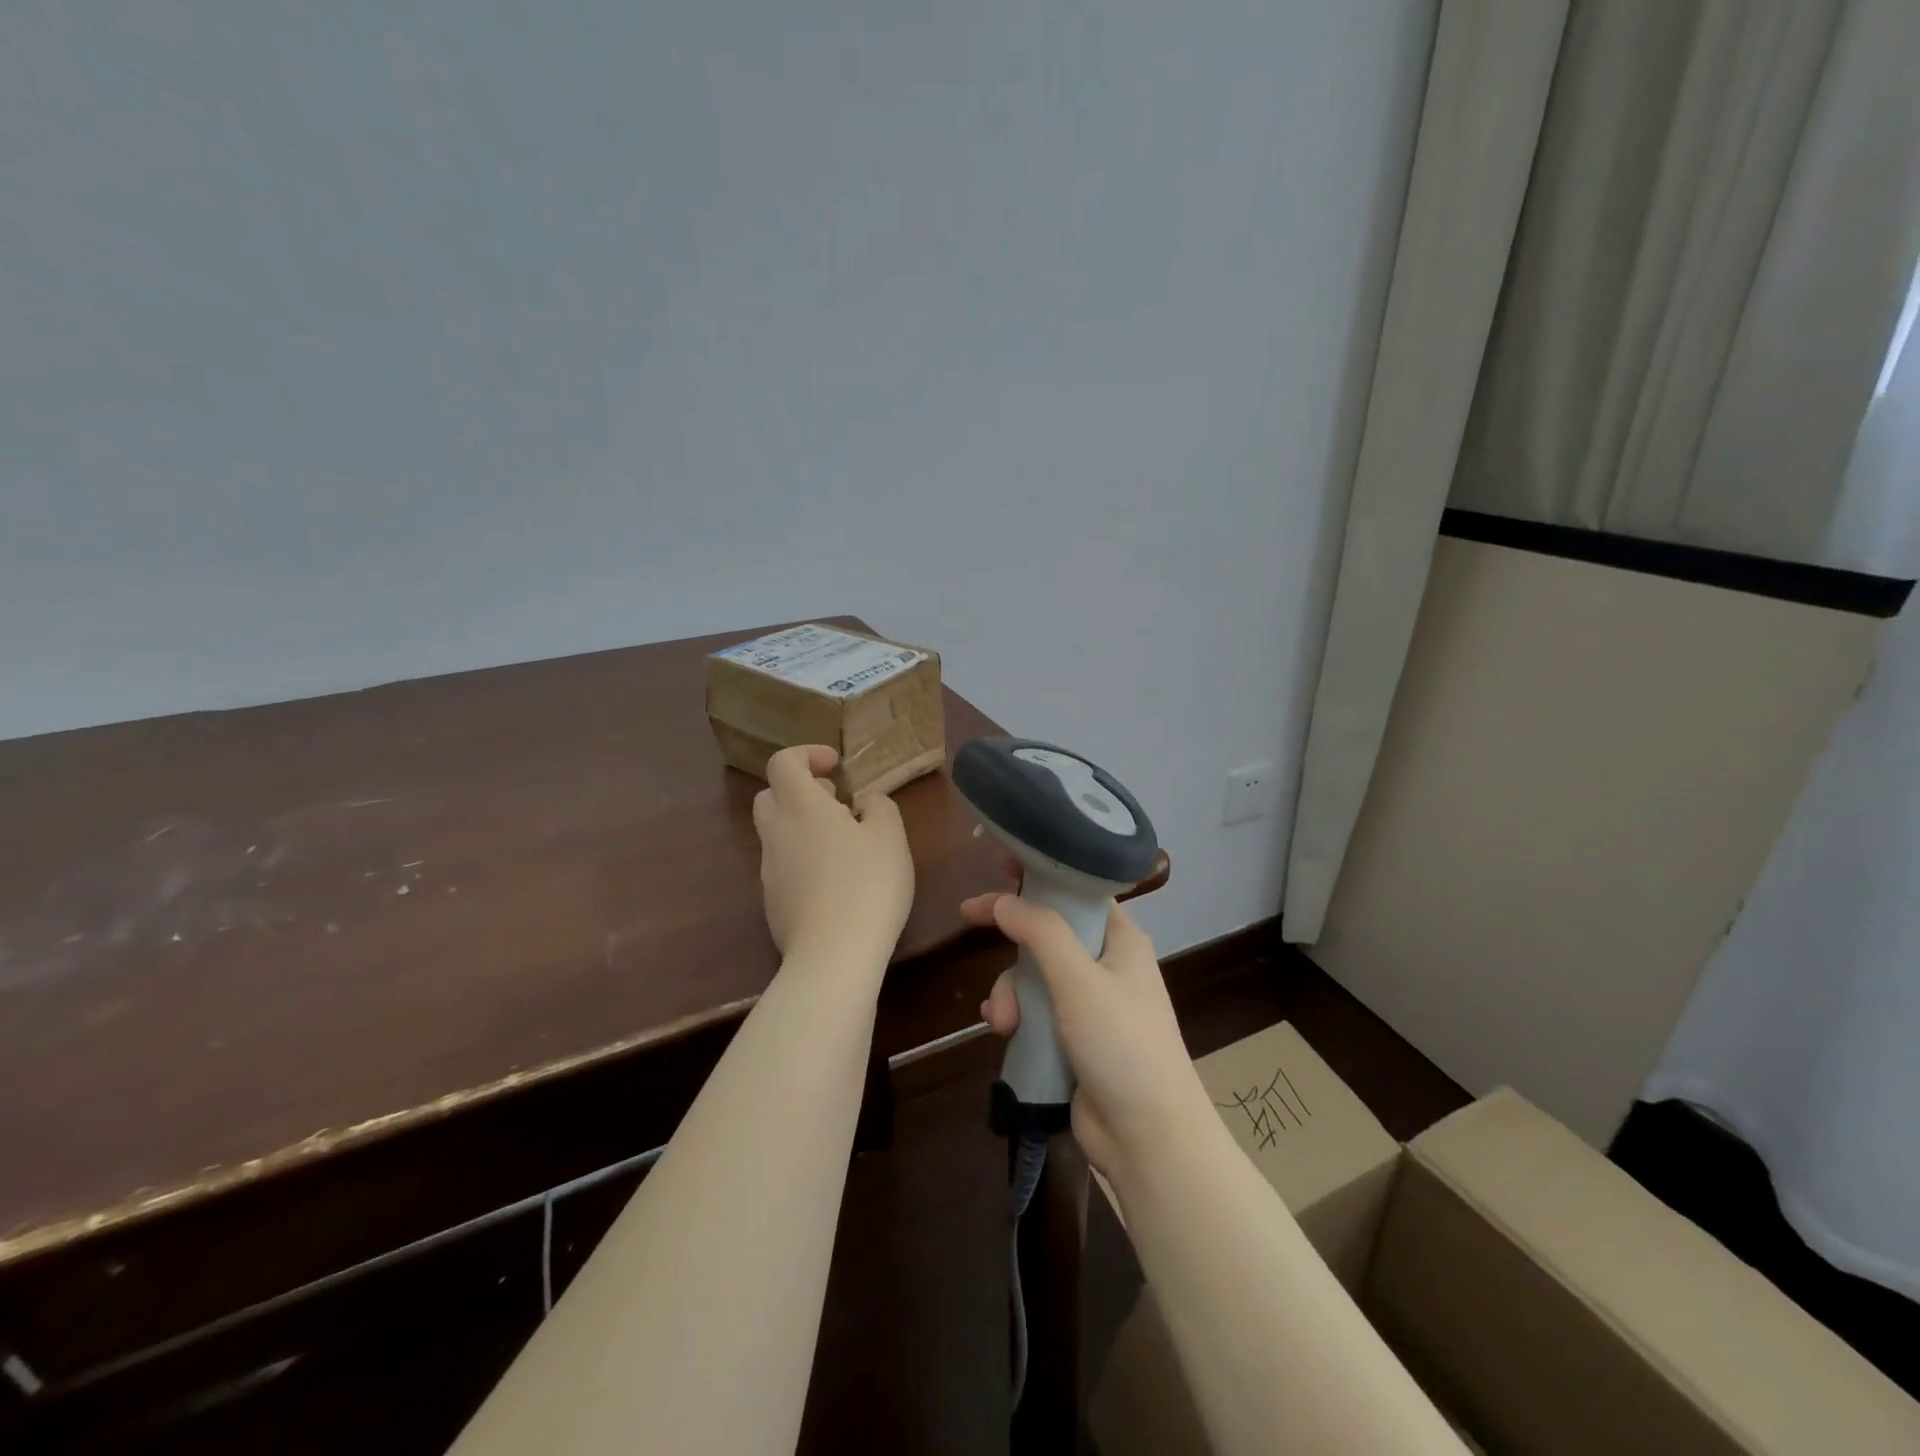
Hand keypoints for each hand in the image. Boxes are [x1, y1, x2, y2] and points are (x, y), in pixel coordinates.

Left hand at [753, 745, 913, 966]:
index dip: (807, 755)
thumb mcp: (890, 837)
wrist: (833, 956)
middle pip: (770, 796)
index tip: (836, 767)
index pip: (783, 762)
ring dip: (802, 827)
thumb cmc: (868, 885)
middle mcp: (777, 833)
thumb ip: (878, 807)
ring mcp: (769, 870)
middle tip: (836, 804)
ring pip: (776, 833)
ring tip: (844, 846)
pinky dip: (803, 859)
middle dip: (799, 791)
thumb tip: (862, 802)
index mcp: (801, 807)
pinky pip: (782, 866)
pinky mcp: (772, 902)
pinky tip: (835, 883)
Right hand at [960, 881, 1211, 1179]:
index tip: (999, 863)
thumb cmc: (1121, 1044)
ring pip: (1033, 974)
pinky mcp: (1072, 1039)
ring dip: (1010, 990)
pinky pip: (1033, 1010)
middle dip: (1012, 939)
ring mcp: (1089, 1004)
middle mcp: (1106, 965)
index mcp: (1120, 939)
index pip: (1077, 890)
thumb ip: (1040, 932)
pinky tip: (1002, 1030)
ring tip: (1004, 1021)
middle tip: (969, 919)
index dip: (1041, 874)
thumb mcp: (1080, 980)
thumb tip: (1003, 900)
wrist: (1147, 1136)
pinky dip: (1014, 1014)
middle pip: (1047, 931)